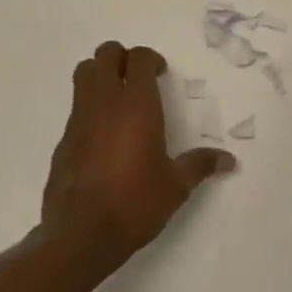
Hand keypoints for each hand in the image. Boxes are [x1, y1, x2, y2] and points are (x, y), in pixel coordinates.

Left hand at [41, 40, 235, 266]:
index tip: (161, 74)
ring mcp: (78, 120)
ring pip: (83, 74)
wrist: (80, 236)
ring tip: (119, 100)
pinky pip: (76, 107)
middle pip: (105, 55)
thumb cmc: (135, 203)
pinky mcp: (63, 140)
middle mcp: (104, 104)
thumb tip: (229, 160)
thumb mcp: (175, 186)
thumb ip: (200, 165)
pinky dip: (89, 107)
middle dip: (121, 57)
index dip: (151, 59)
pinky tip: (104, 137)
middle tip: (137, 78)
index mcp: (136, 106)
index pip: (138, 58)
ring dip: (101, 75)